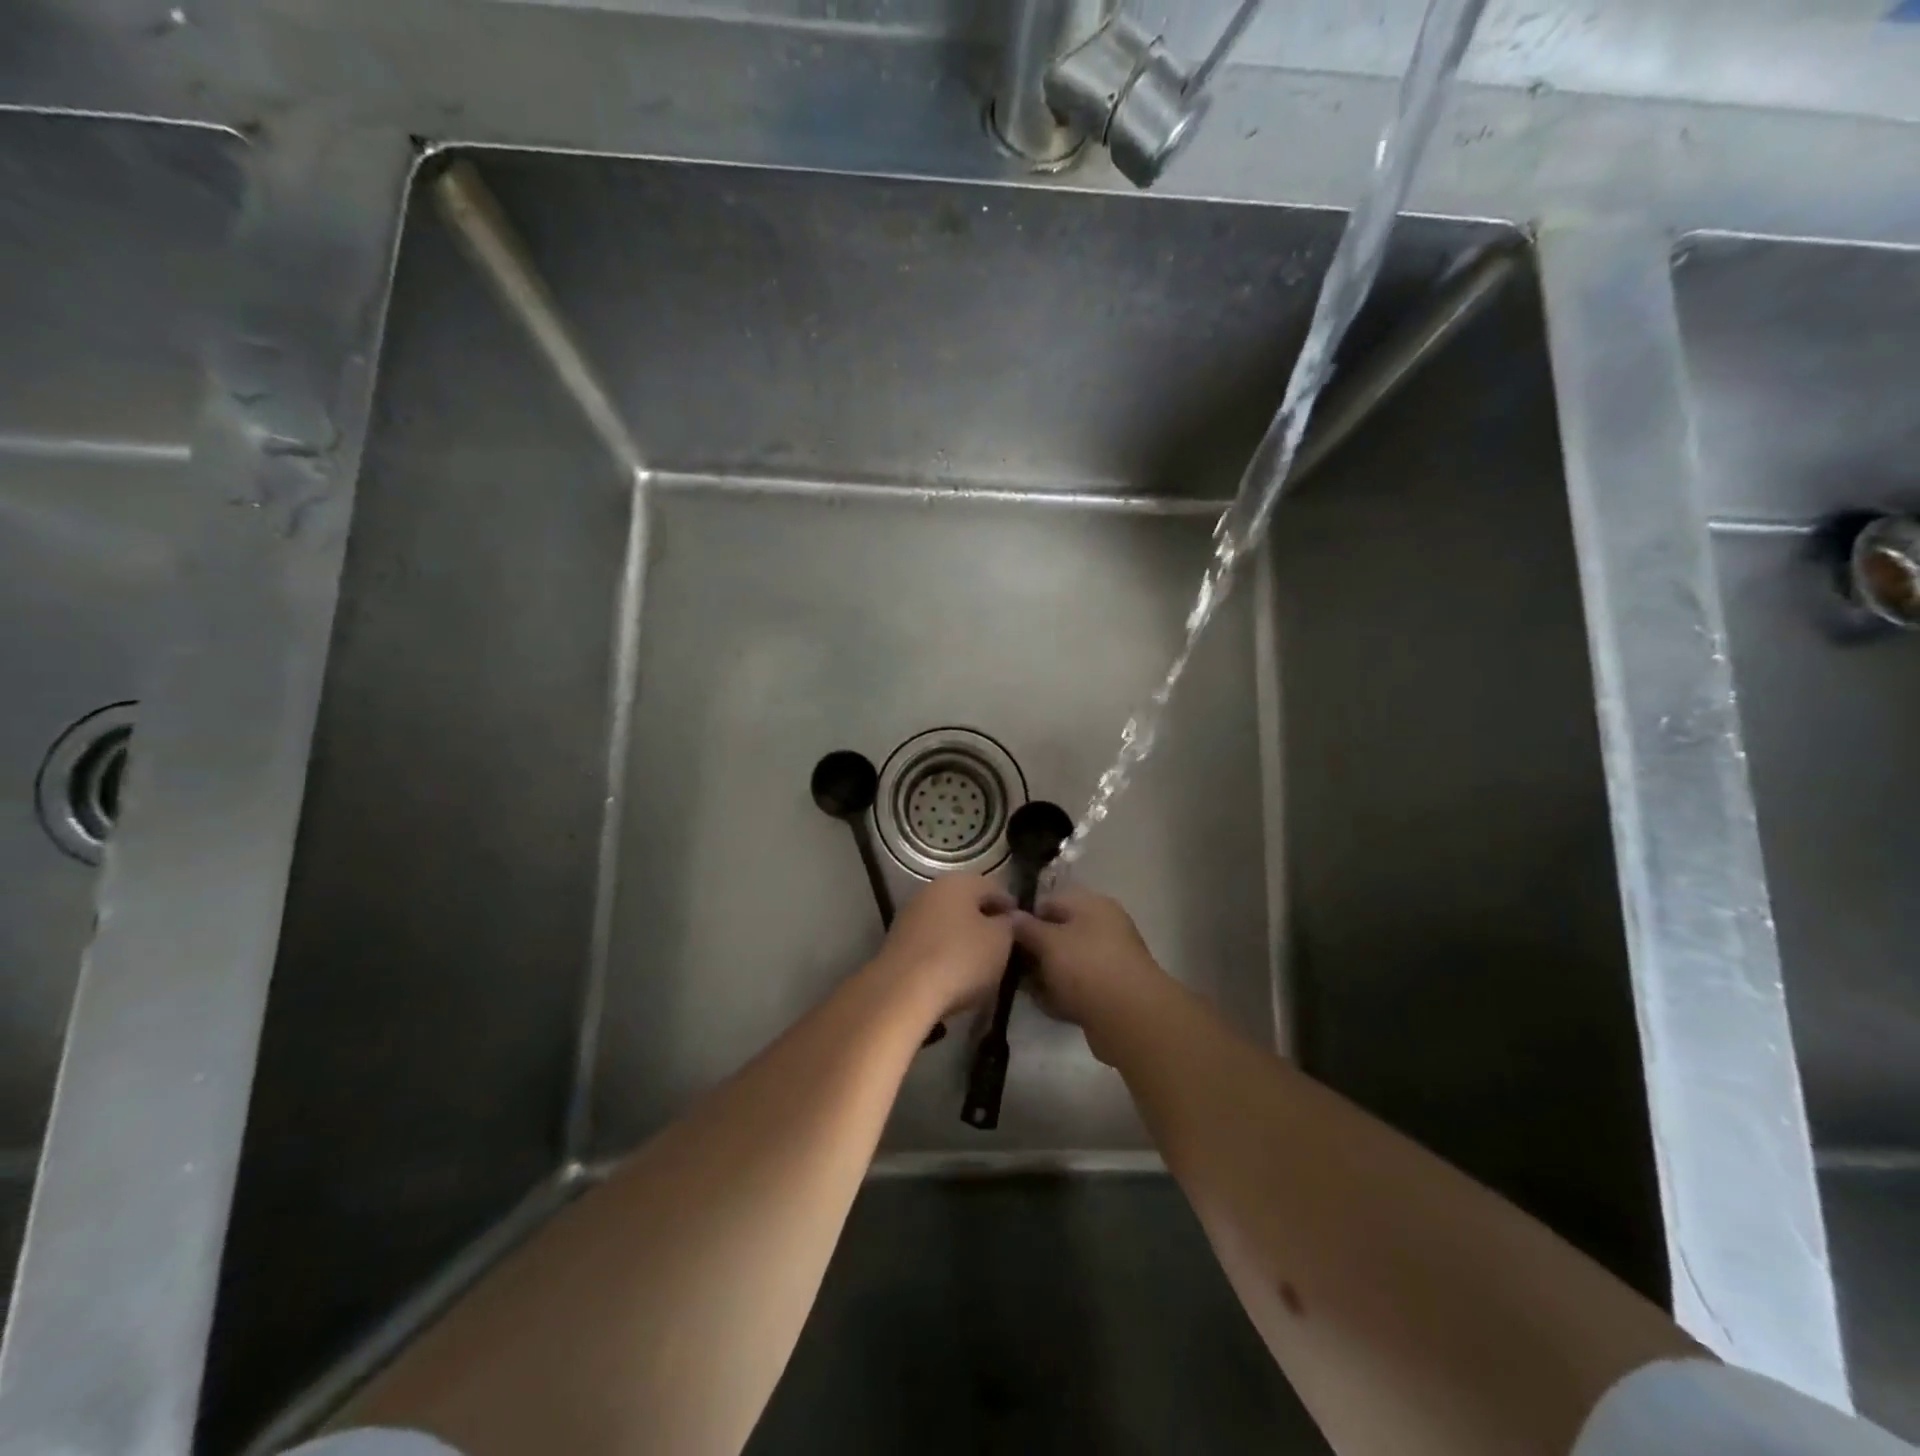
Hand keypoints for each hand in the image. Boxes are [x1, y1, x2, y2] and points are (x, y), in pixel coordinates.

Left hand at [870, 873, 1013, 1019]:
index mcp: (959, 882)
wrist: (902, 991)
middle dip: (985, 922)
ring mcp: (910, 915)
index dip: (1011, 908)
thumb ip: (1009, 925)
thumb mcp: (1000, 942)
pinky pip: (931, 943)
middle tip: (1003, 947)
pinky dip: (944, 953)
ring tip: (980, 964)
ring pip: (947, 923)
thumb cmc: (960, 959)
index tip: (1024, 929)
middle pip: (967, 904)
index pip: (994, 888)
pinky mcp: (897, 942)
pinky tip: (953, 973)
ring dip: (963, 939)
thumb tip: (1007, 918)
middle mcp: (931, 890)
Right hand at [1012, 886, 1168, 1040]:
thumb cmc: (1086, 967)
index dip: (1025, 916)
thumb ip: (1026, 927)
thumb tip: (1011, 915)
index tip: (1003, 935)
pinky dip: (1061, 994)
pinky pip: (1077, 987)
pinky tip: (1044, 1004)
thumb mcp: (1048, 941)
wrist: (1130, 1018)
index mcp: (1093, 906)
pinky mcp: (1110, 992)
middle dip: (1034, 949)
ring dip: (1045, 974)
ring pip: (1066, 962)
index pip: (1050, 902)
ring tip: (1025, 987)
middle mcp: (1103, 928)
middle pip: (1059, 933)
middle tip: (1010, 964)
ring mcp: (1108, 961)